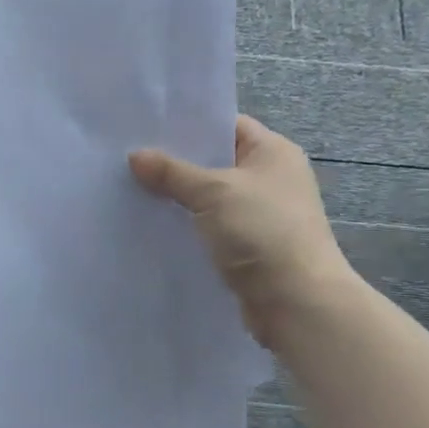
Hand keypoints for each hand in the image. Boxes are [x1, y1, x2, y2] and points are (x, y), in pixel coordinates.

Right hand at [130, 115, 354, 348]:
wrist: (297, 303)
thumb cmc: (262, 231)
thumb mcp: (213, 192)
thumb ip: (172, 172)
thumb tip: (135, 156)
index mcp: (273, 152)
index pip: (226, 125)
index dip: (189, 124)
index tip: (148, 126)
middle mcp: (271, 179)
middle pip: (215, 162)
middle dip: (176, 162)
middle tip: (131, 156)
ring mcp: (261, 215)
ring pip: (209, 197)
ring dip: (178, 197)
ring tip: (132, 188)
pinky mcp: (249, 247)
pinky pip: (210, 227)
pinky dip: (187, 226)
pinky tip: (152, 224)